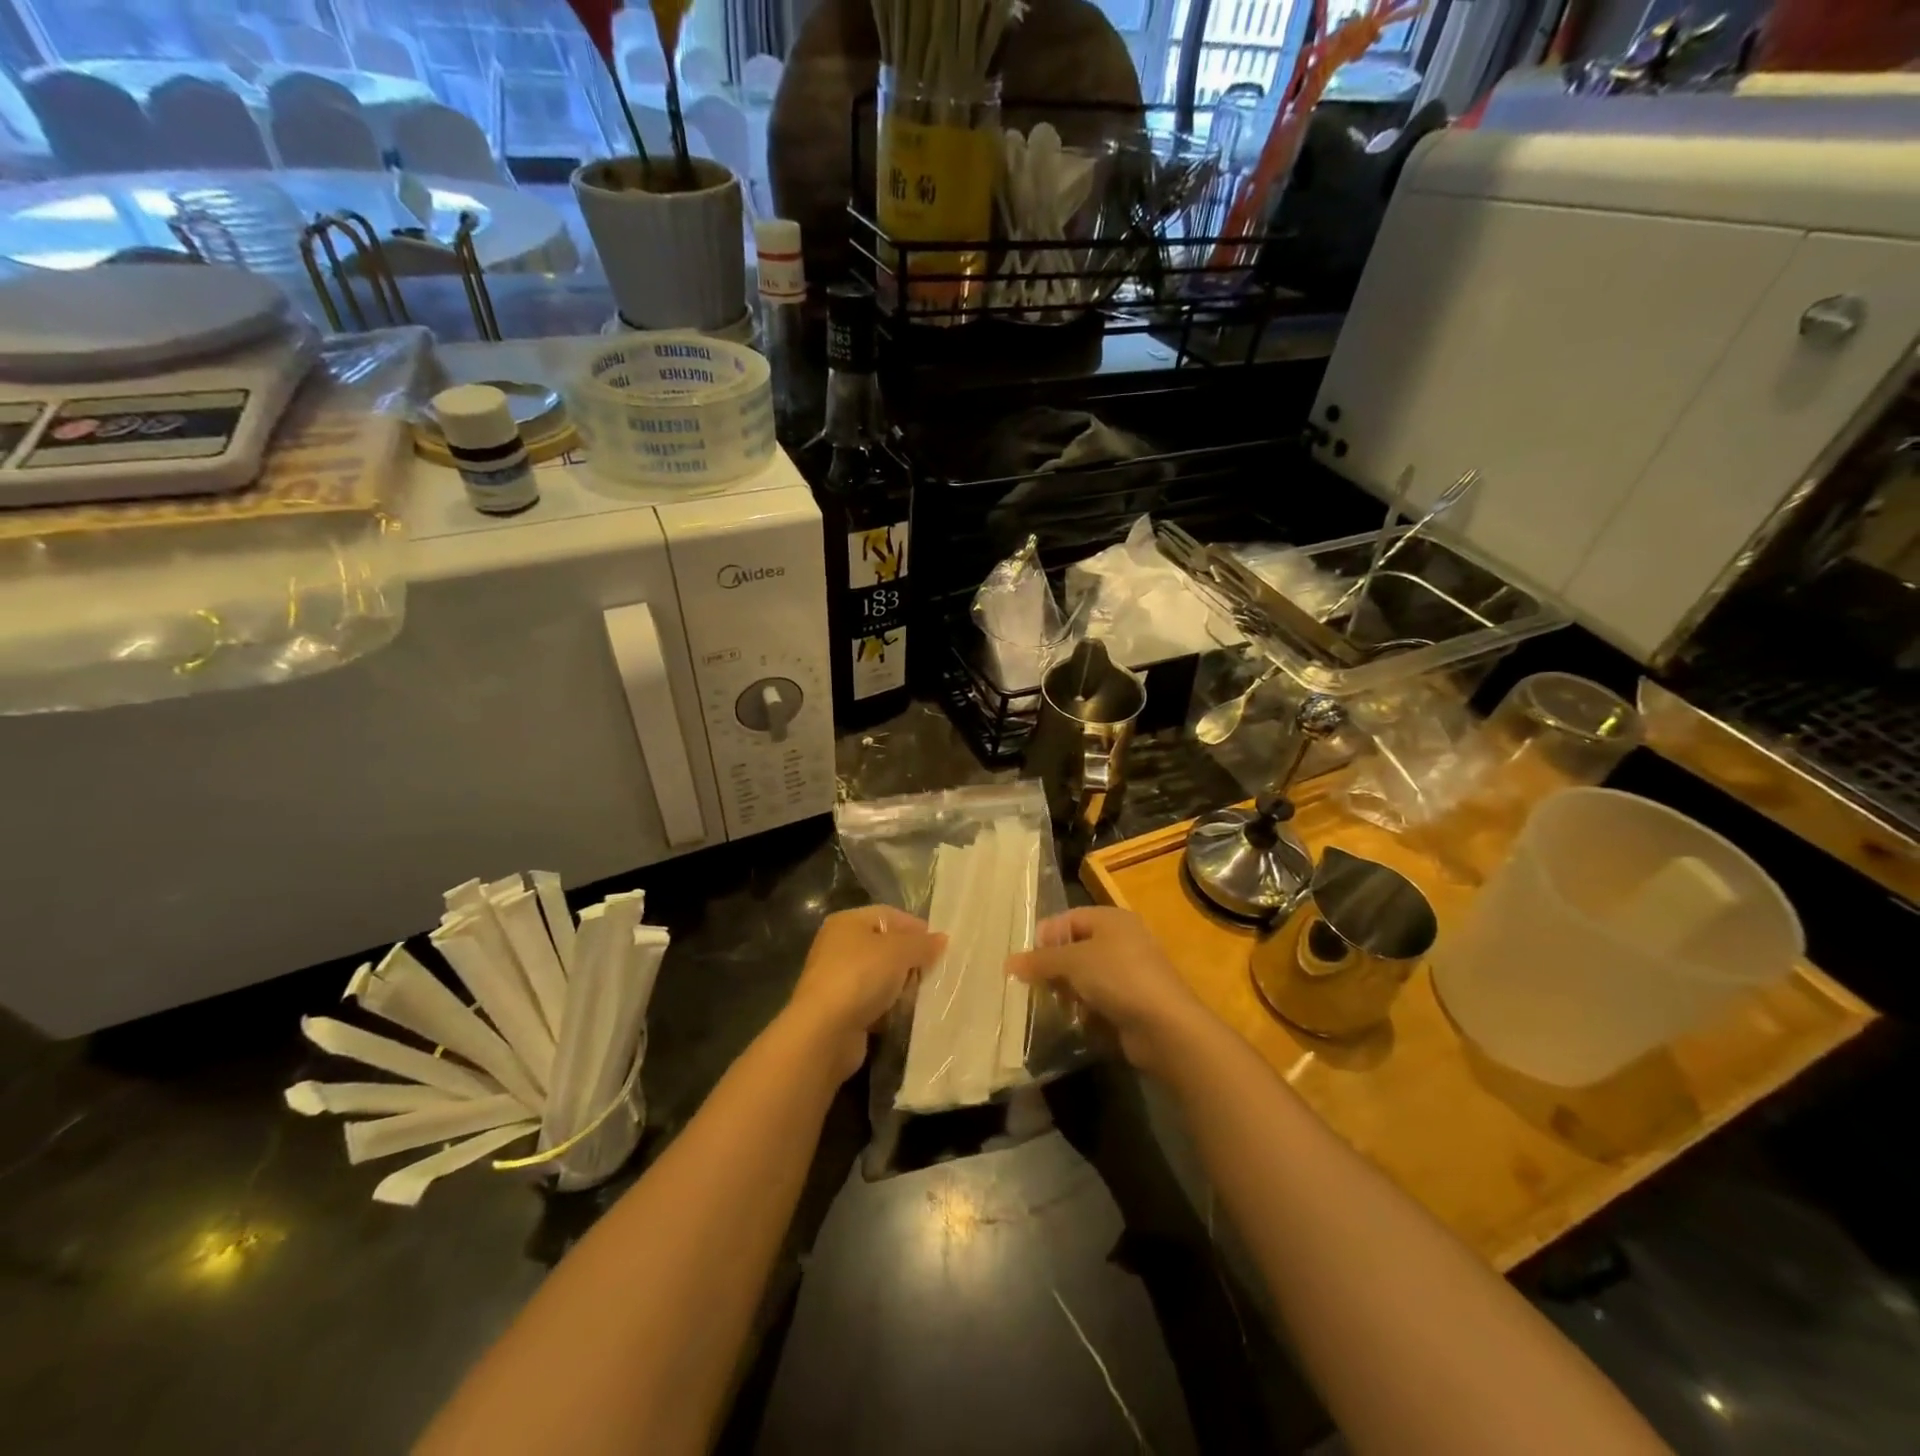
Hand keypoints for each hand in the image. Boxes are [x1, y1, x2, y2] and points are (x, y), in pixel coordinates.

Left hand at [784, 906, 945, 1079]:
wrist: (824, 1031)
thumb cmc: (860, 977)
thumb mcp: (899, 951)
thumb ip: (923, 943)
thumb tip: (941, 939)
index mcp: (848, 922)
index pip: (890, 916)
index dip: (916, 928)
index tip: (940, 947)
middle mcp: (839, 946)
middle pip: (886, 947)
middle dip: (911, 960)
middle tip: (934, 973)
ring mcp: (838, 980)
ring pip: (881, 977)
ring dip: (901, 987)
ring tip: (922, 996)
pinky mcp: (841, 1010)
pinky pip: (874, 1003)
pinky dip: (889, 1008)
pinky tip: (903, 1015)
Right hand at [1008, 907, 1205, 1077]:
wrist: (1165, 1026)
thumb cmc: (1118, 978)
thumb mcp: (1073, 962)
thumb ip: (1040, 960)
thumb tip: (1008, 963)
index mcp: (1112, 919)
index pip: (1068, 918)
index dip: (1046, 936)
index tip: (1026, 961)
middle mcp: (1122, 940)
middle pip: (1076, 947)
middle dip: (1054, 966)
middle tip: (1035, 985)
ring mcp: (1130, 972)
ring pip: (1086, 976)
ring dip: (1068, 989)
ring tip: (1054, 1004)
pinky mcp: (1133, 1002)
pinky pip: (1099, 998)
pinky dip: (1086, 1007)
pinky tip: (1077, 1019)